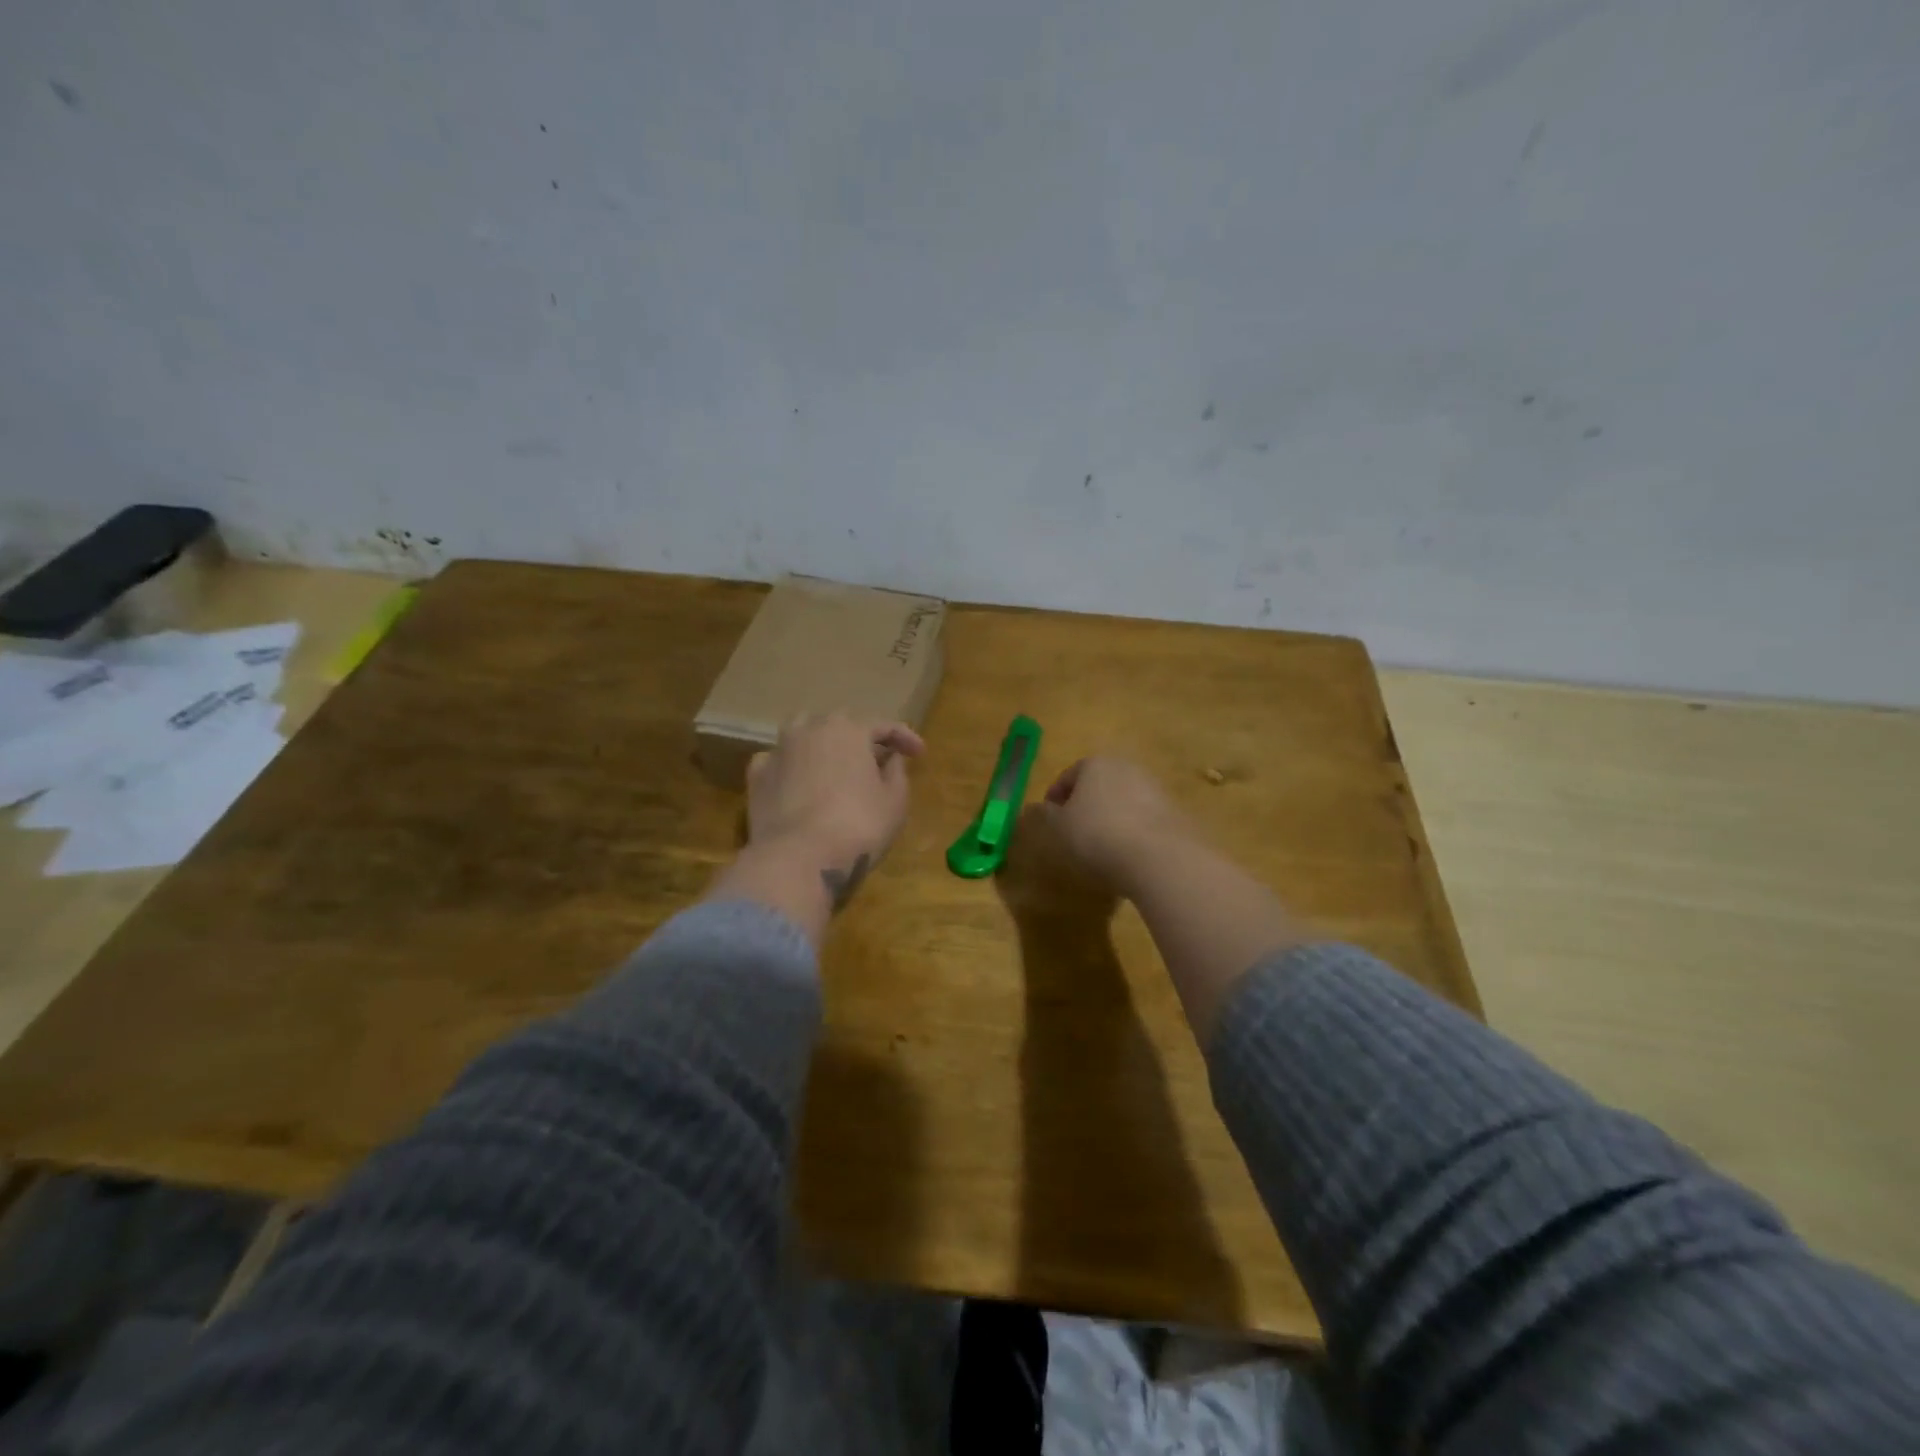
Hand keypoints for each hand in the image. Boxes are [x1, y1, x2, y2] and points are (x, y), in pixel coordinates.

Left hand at [746, 713, 924, 907]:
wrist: (798, 858)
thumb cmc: (857, 827)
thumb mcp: (894, 802)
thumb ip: (897, 773)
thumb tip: (890, 759)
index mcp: (849, 729)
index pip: (883, 725)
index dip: (905, 737)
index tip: (919, 754)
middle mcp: (810, 728)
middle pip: (841, 725)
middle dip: (861, 739)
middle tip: (877, 760)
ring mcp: (778, 750)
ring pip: (803, 735)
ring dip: (822, 745)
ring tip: (834, 765)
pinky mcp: (756, 775)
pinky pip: (779, 761)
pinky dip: (792, 767)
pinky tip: (799, 783)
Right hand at [1040, 757, 1192, 896]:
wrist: (1157, 856)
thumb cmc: (1096, 834)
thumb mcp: (1059, 827)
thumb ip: (1047, 814)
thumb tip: (1039, 808)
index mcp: (1095, 763)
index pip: (1068, 776)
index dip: (1055, 798)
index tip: (1050, 820)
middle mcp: (1126, 766)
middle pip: (1098, 784)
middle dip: (1085, 803)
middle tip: (1074, 830)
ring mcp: (1154, 787)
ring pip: (1122, 799)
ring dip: (1110, 816)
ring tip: (1102, 845)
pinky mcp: (1173, 810)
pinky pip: (1143, 817)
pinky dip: (1132, 828)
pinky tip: (1127, 852)